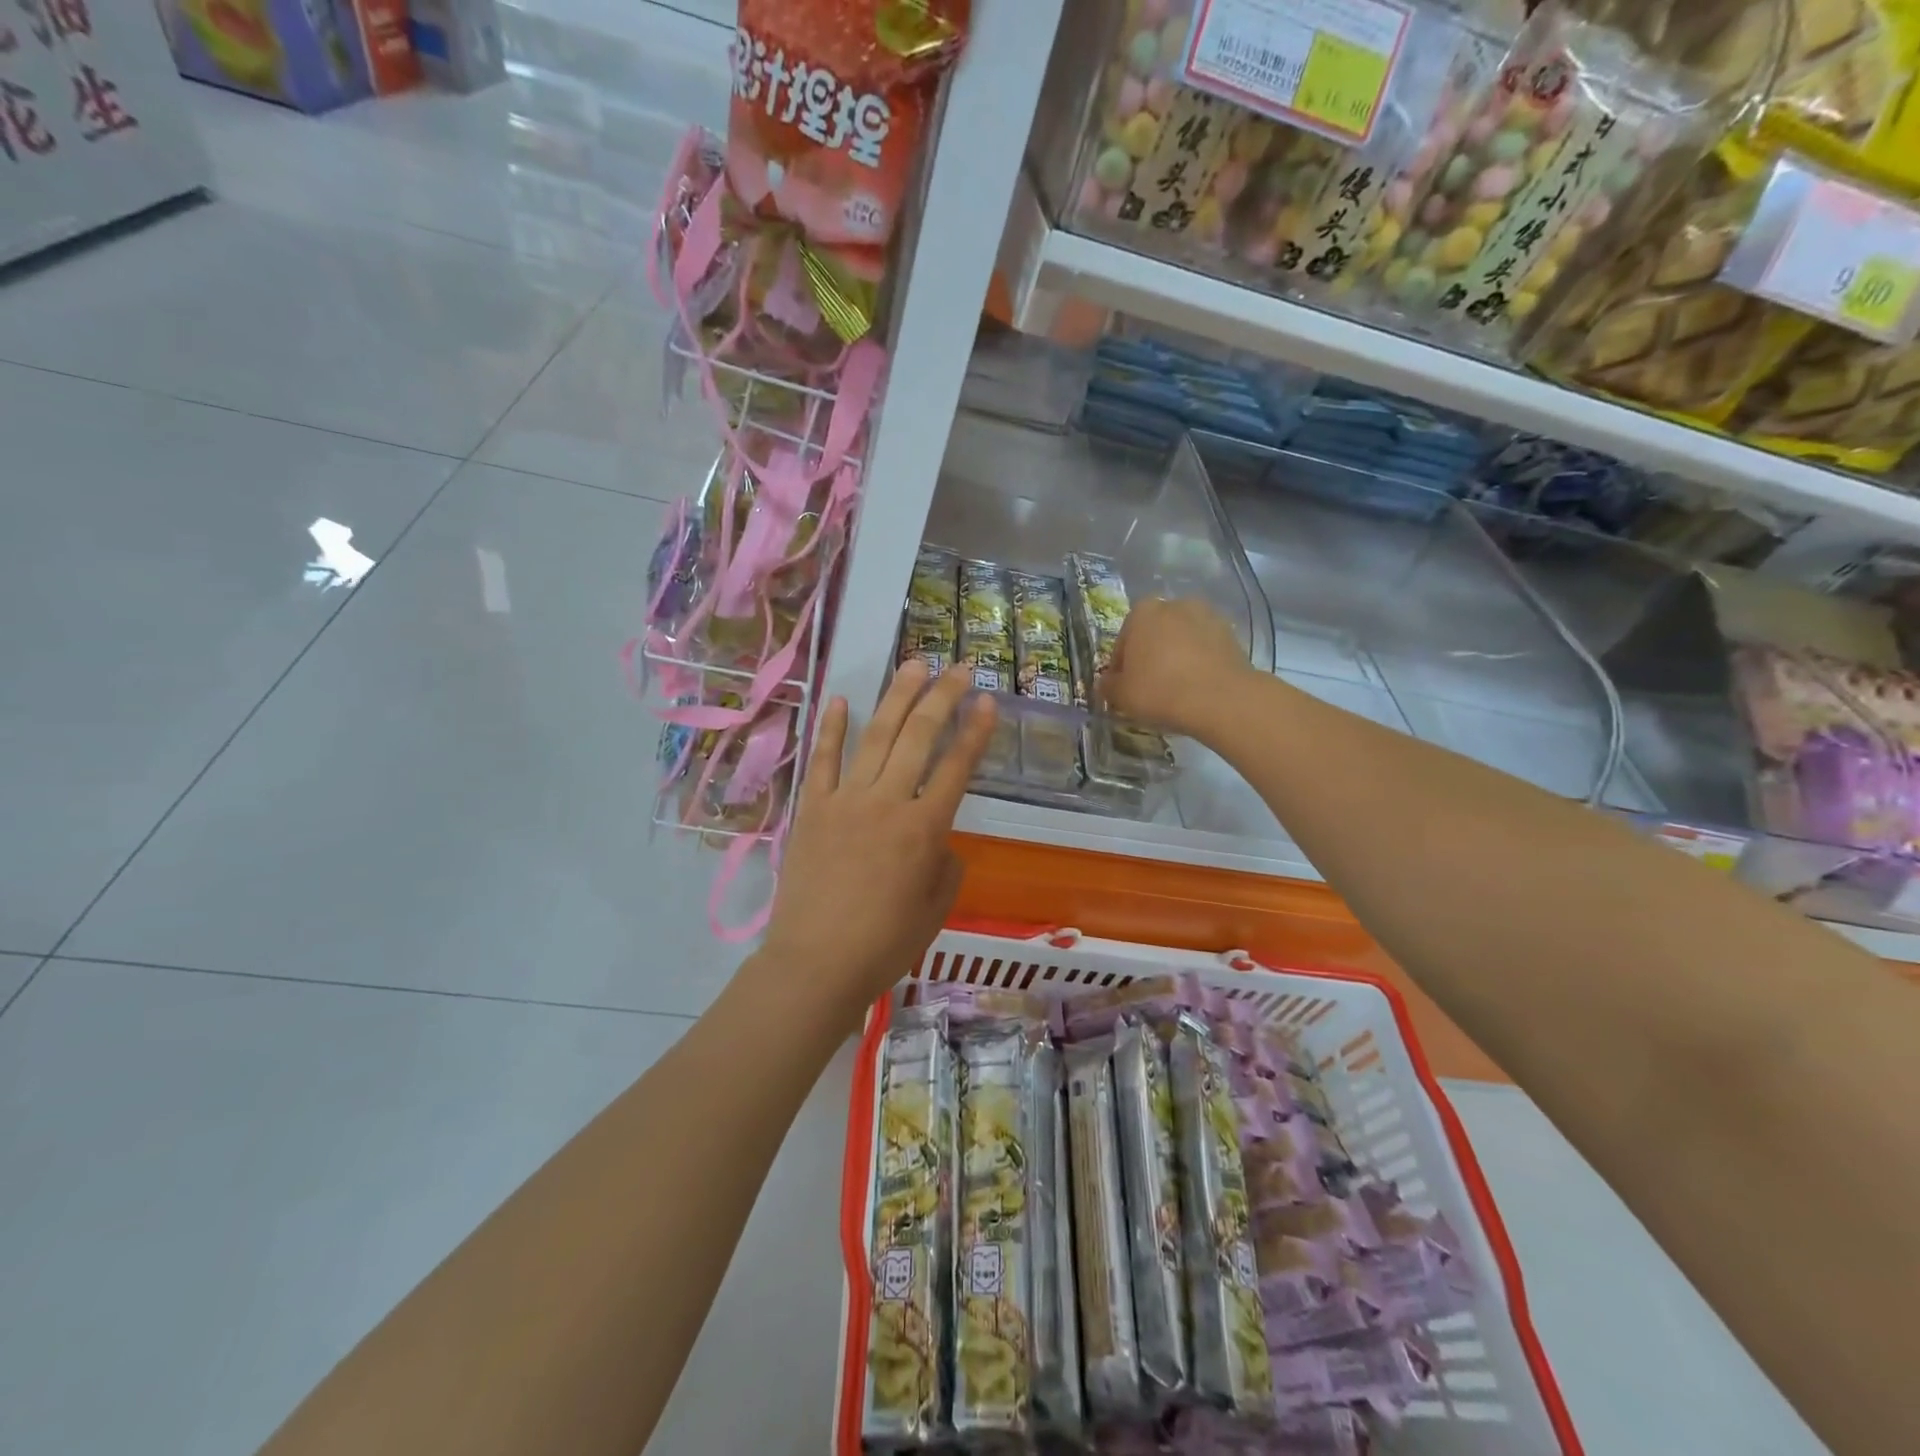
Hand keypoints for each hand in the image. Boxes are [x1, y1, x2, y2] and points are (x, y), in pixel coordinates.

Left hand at [753, 662, 997, 1025]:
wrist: (816, 964)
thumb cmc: (885, 944)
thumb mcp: (935, 907)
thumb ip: (945, 864)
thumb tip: (936, 839)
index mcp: (924, 829)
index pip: (956, 767)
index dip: (975, 731)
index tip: (988, 701)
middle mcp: (887, 802)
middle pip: (919, 738)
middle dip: (943, 698)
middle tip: (959, 668)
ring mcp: (845, 801)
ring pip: (876, 737)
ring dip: (896, 698)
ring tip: (914, 665)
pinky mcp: (813, 809)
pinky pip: (823, 760)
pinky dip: (831, 729)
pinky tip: (840, 699)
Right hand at [1101, 596, 1249, 738]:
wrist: (1221, 699)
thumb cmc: (1160, 691)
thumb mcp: (1121, 695)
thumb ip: (1108, 686)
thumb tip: (1107, 682)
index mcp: (1142, 612)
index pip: (1123, 640)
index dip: (1121, 666)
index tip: (1125, 686)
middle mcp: (1174, 605)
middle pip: (1154, 634)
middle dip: (1150, 655)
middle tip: (1150, 686)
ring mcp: (1207, 616)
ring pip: (1181, 640)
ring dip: (1176, 657)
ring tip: (1176, 688)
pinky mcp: (1231, 634)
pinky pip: (1205, 649)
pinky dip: (1199, 662)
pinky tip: (1197, 687)